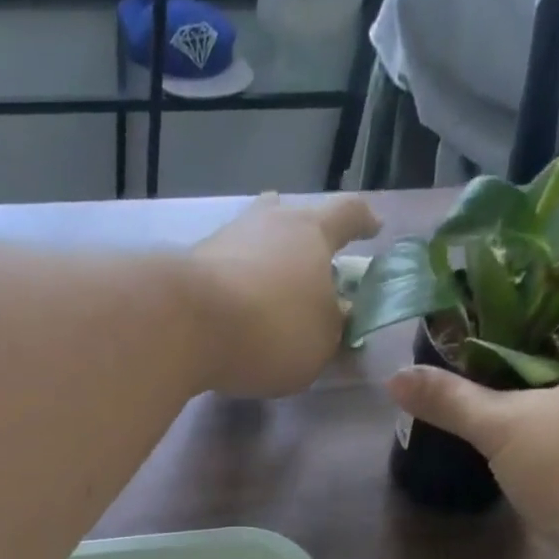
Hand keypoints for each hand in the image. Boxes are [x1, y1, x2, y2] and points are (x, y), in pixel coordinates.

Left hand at [188, 192, 380, 397]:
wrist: (185, 324)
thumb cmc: (271, 330)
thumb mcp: (320, 344)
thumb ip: (333, 329)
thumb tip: (337, 315)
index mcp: (312, 232)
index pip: (348, 214)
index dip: (363, 222)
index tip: (373, 228)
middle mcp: (268, 222)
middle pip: (291, 217)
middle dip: (303, 237)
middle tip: (308, 259)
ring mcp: (225, 238)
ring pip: (252, 240)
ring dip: (263, 260)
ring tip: (266, 289)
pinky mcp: (190, 266)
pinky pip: (223, 270)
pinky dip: (233, 286)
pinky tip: (231, 310)